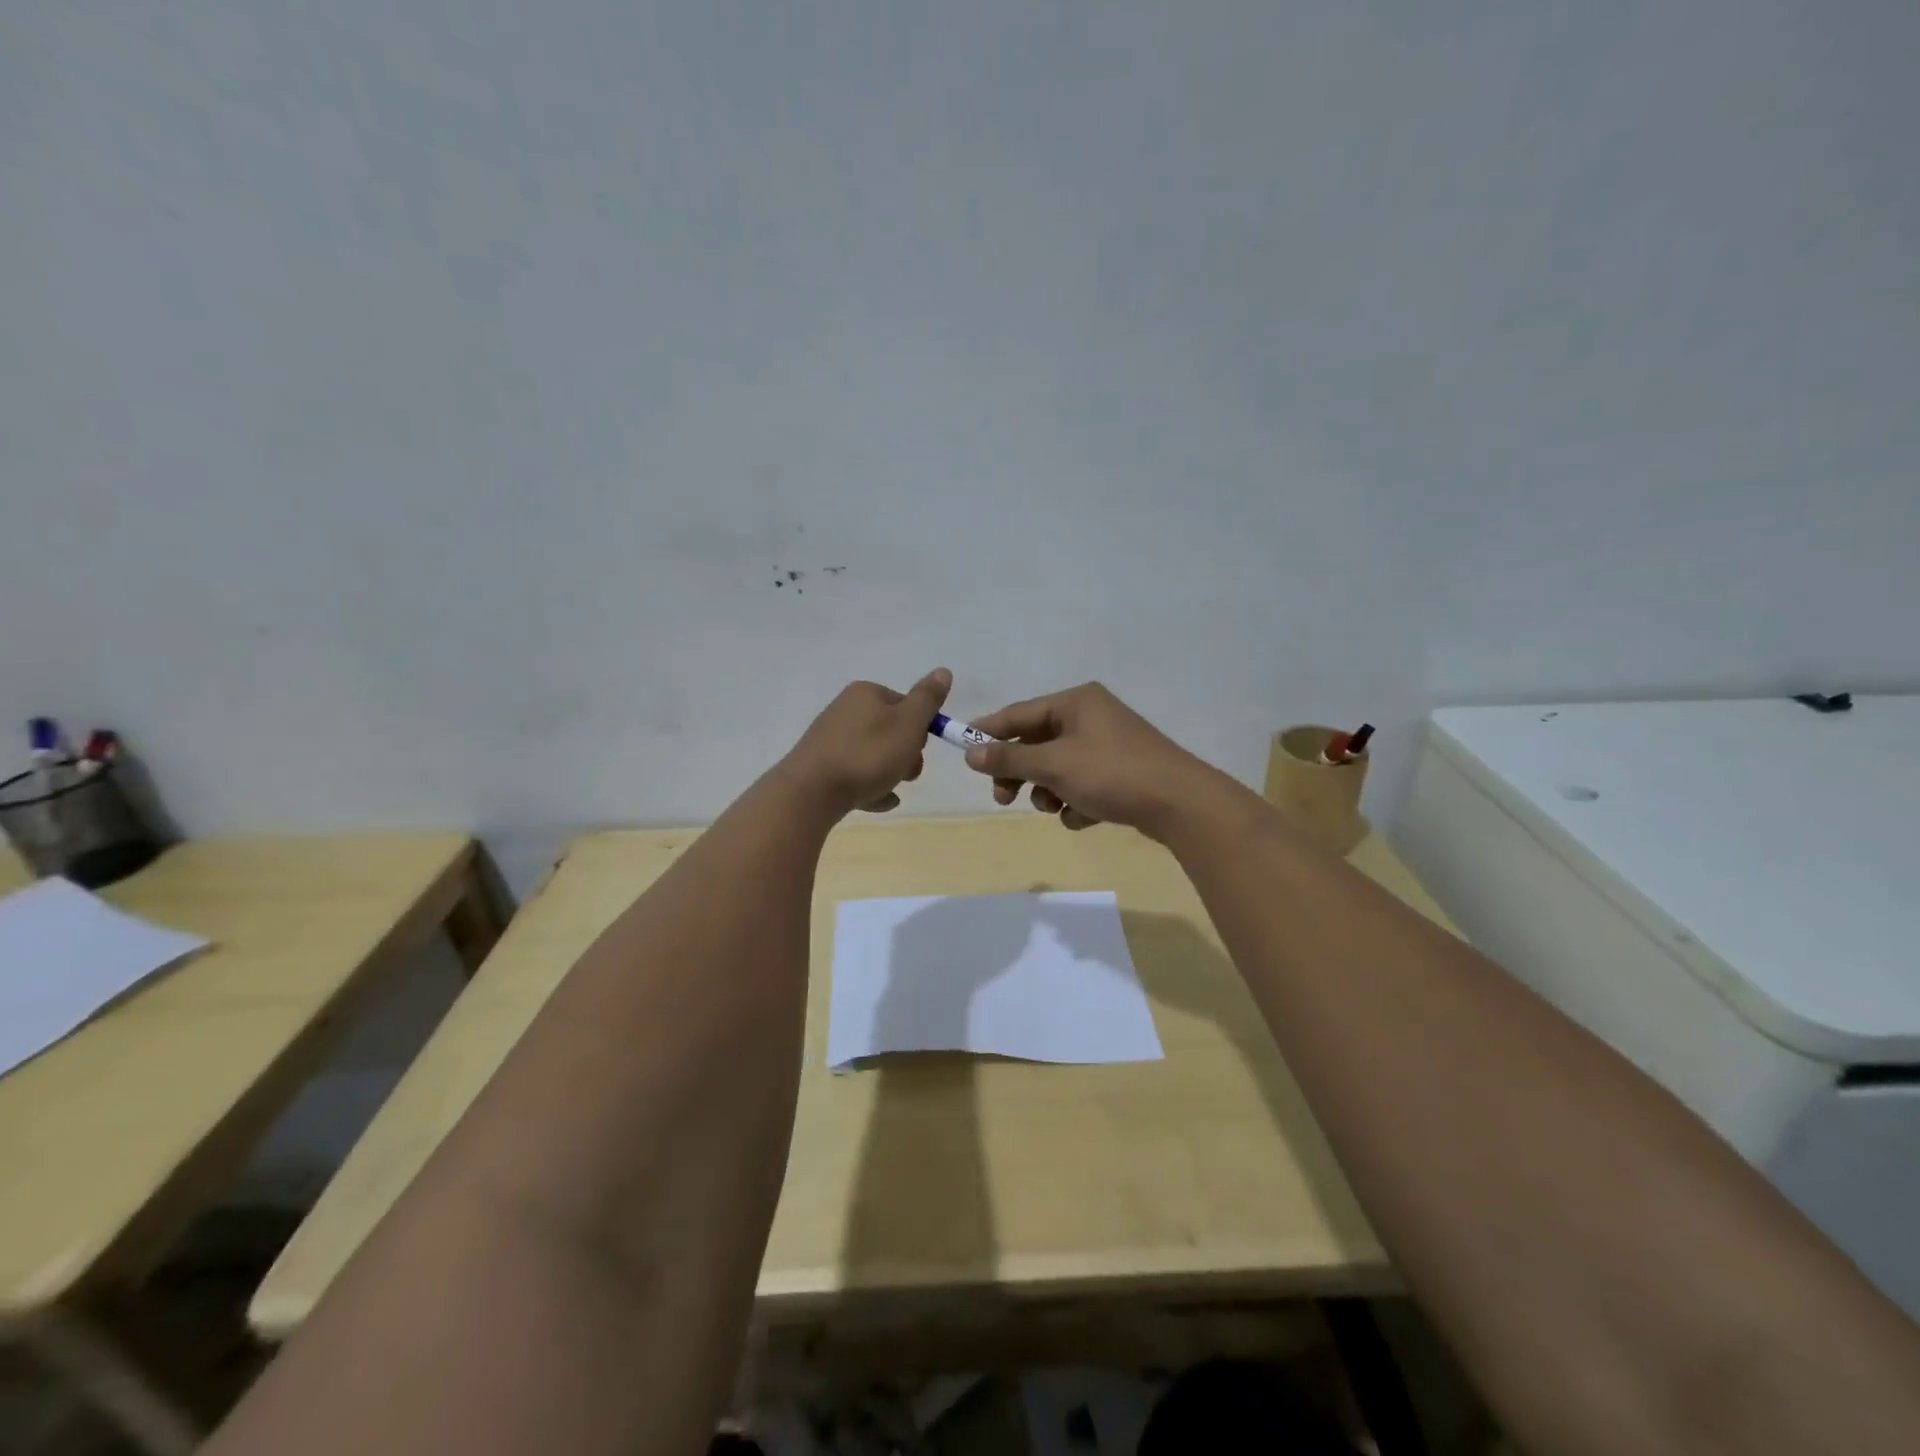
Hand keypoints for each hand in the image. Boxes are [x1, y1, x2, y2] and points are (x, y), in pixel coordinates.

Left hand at [781, 669, 951, 817]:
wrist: (811, 792)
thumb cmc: (867, 755)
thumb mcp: (908, 724)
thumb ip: (927, 699)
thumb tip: (943, 671)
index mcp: (865, 693)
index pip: (907, 705)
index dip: (920, 729)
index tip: (918, 750)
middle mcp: (846, 710)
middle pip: (891, 731)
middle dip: (905, 755)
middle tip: (905, 774)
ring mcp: (831, 739)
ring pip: (874, 755)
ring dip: (889, 774)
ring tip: (889, 791)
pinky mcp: (821, 766)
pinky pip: (856, 775)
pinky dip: (871, 788)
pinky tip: (878, 802)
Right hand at [964, 682, 1233, 838]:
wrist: (1180, 804)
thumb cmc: (1111, 773)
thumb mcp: (1053, 765)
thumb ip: (1009, 760)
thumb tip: (970, 754)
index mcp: (1075, 702)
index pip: (1019, 714)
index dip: (988, 733)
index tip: (963, 752)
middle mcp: (1091, 717)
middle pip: (1037, 743)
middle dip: (1020, 773)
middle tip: (1004, 798)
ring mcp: (1108, 746)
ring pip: (1058, 768)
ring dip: (1049, 791)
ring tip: (1056, 808)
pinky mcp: (1121, 773)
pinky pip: (1082, 784)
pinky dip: (1076, 802)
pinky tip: (1085, 816)